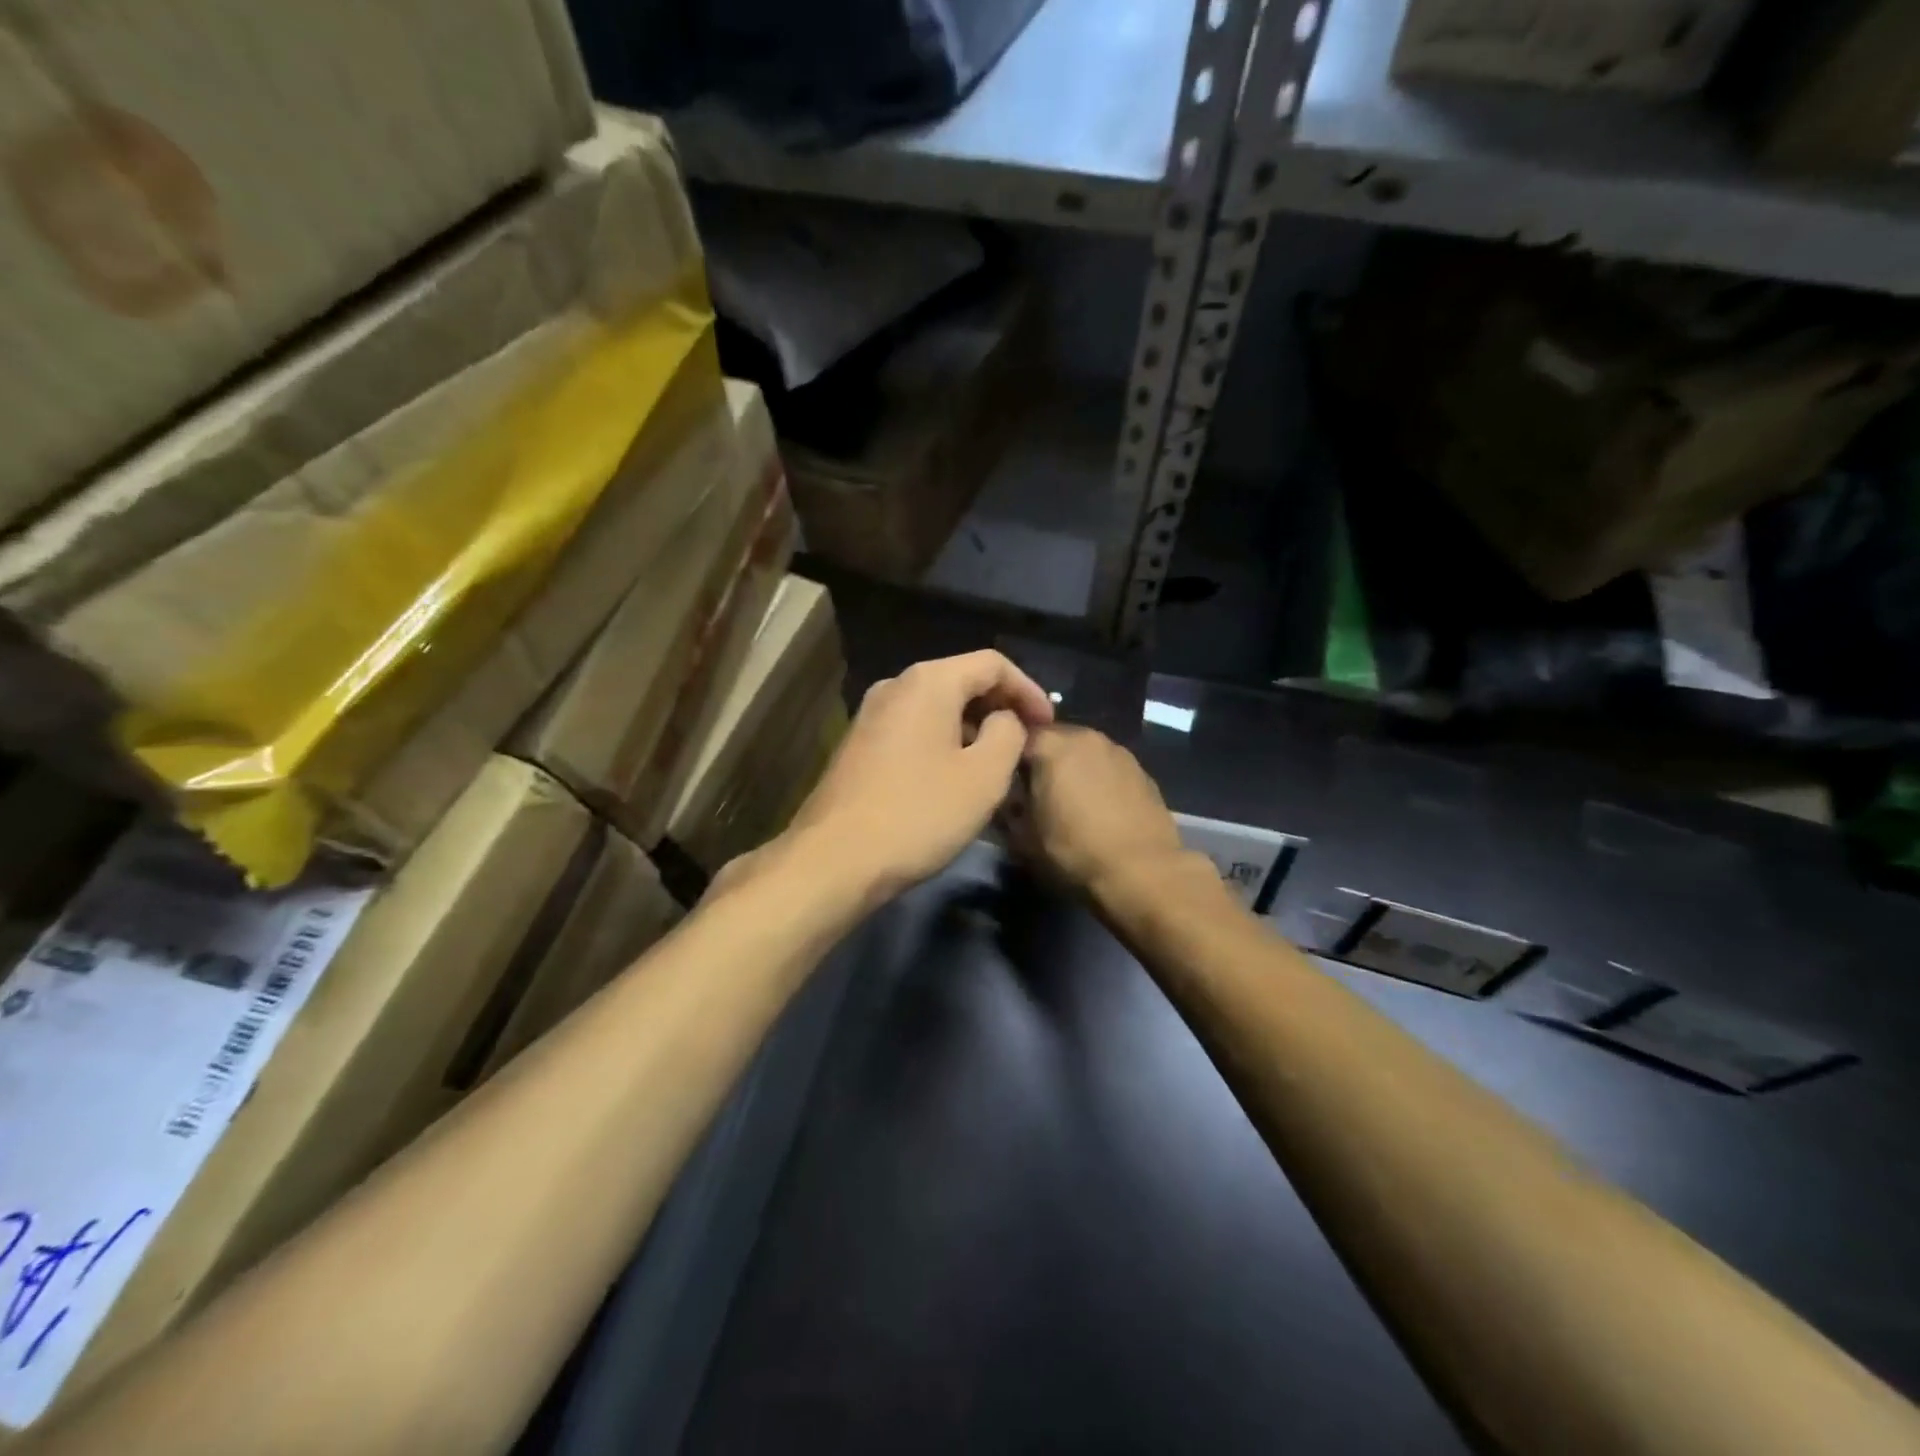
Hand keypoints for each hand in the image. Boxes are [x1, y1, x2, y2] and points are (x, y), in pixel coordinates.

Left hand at [785, 650, 1054, 901]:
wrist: (835, 859)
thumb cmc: (919, 813)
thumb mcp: (984, 775)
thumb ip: (1008, 733)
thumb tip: (1004, 719)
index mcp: (928, 681)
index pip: (993, 663)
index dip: (1029, 690)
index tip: (1049, 725)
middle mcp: (895, 686)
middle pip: (962, 680)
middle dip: (1000, 707)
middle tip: (1028, 741)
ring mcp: (871, 715)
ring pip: (936, 707)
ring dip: (972, 727)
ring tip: (997, 762)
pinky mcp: (858, 745)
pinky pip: (914, 728)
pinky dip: (944, 741)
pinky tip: (955, 776)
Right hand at [1010, 726, 1185, 895]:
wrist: (1143, 872)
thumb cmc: (1074, 851)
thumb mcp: (1023, 837)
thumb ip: (1009, 808)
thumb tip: (1009, 798)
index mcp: (1051, 745)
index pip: (1016, 736)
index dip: (1006, 757)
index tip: (1004, 782)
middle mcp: (1085, 736)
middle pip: (1053, 739)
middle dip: (1041, 760)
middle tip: (1034, 792)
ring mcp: (1118, 750)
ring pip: (1083, 751)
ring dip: (1072, 768)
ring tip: (1068, 801)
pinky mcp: (1142, 770)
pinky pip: (1108, 767)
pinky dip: (1099, 779)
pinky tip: (1099, 808)